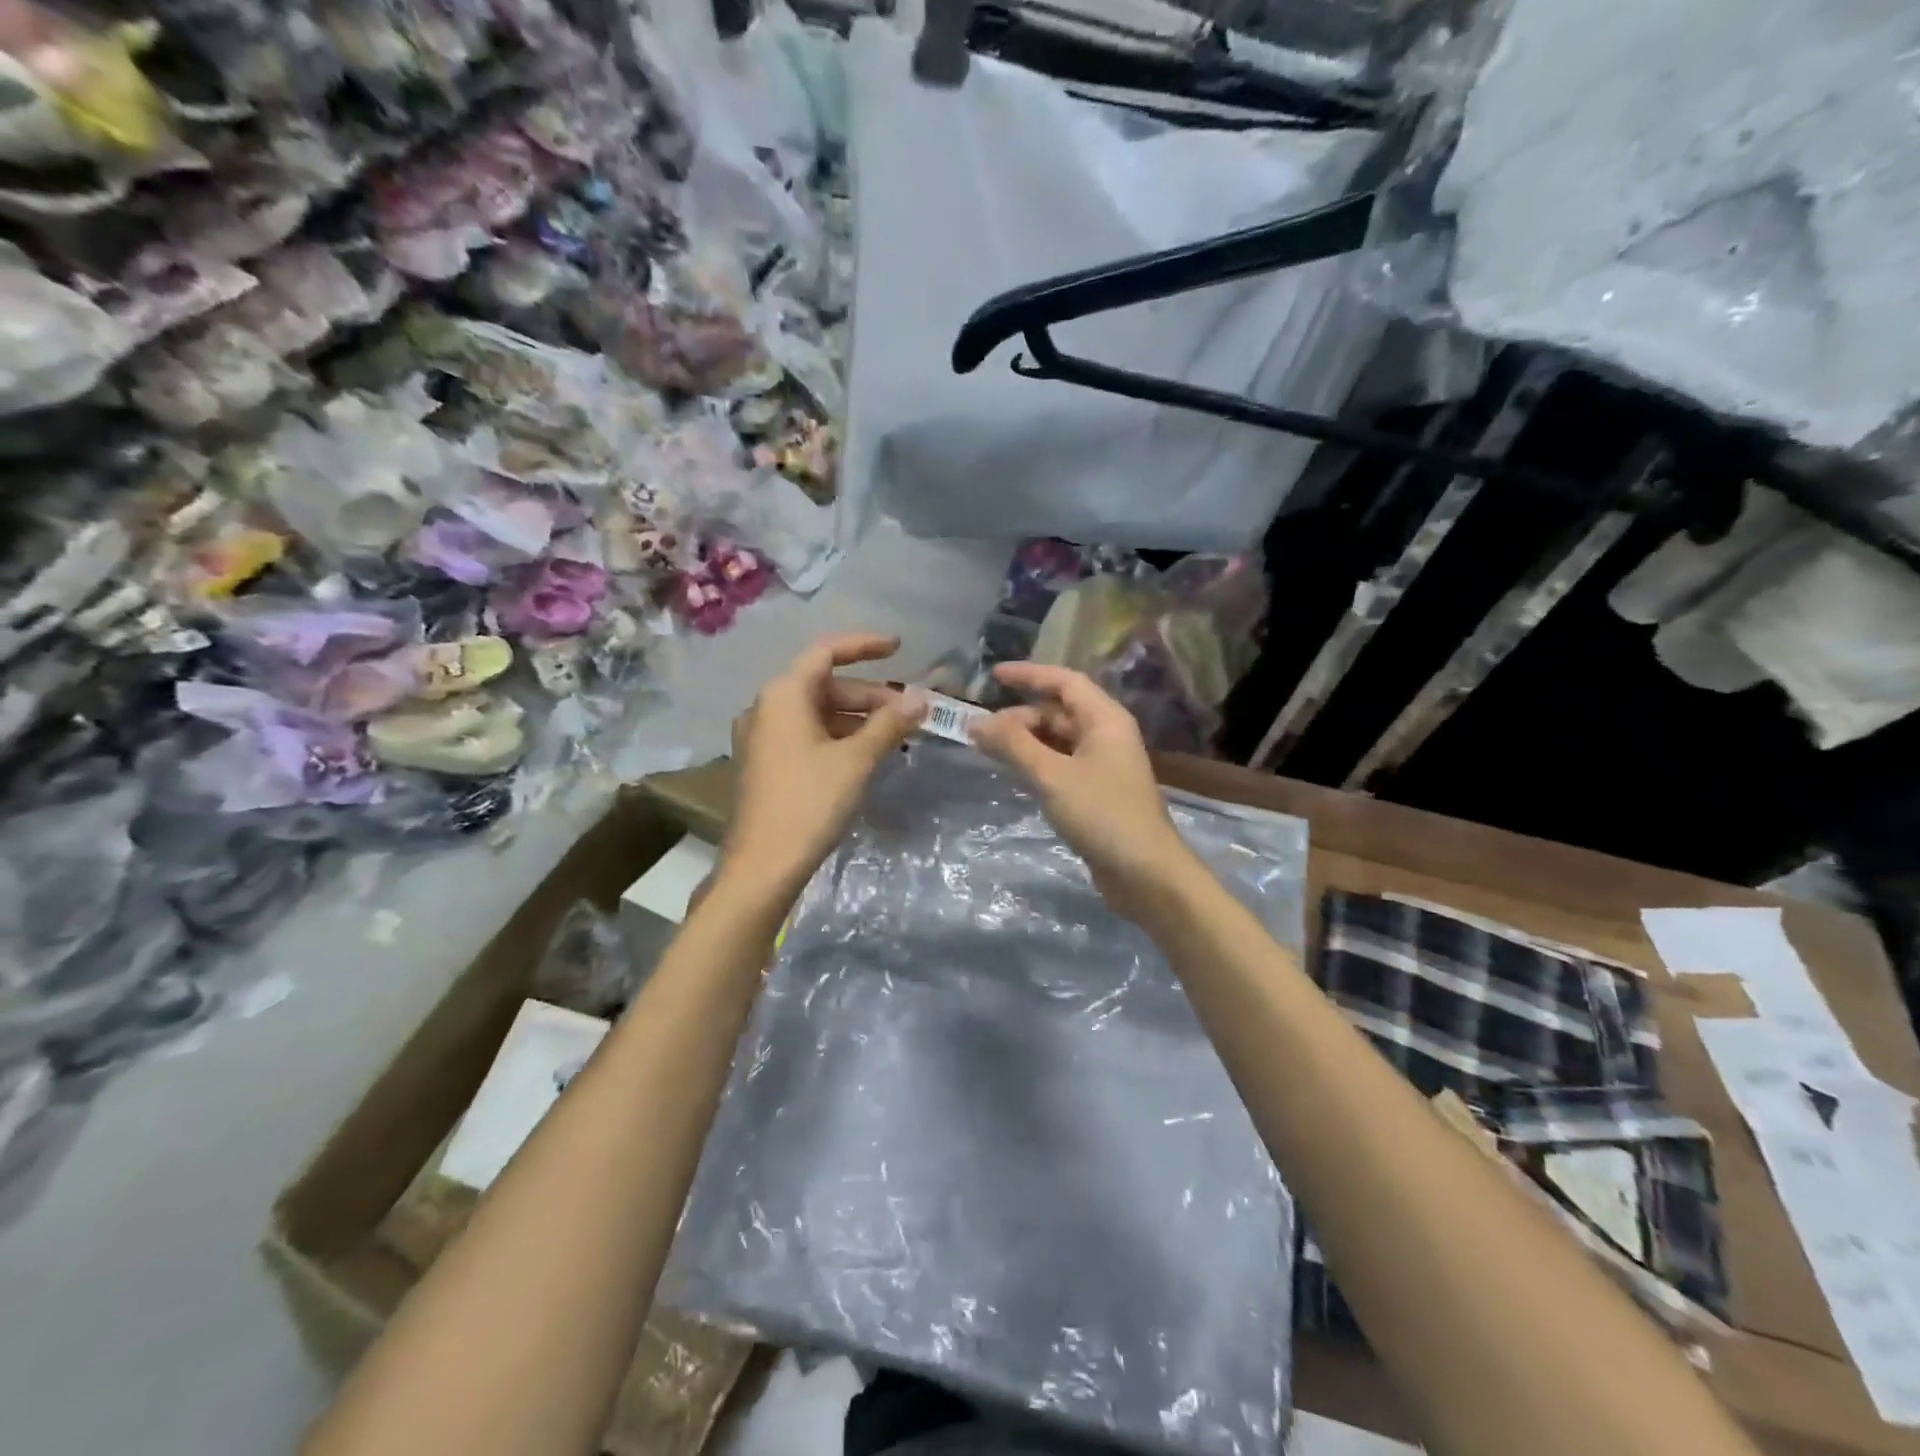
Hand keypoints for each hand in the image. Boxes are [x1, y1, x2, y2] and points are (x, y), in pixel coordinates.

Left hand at [721, 632, 926, 897]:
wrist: (763, 866)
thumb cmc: (809, 803)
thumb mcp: (856, 760)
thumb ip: (889, 723)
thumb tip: (921, 697)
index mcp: (783, 695)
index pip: (826, 652)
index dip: (864, 645)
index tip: (898, 647)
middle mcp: (767, 708)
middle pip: (824, 685)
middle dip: (869, 694)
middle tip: (908, 711)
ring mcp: (763, 737)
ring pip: (818, 713)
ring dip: (857, 719)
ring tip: (895, 735)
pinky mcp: (766, 764)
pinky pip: (807, 735)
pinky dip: (838, 737)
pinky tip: (866, 755)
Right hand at [969, 662, 1199, 909]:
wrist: (1146, 874)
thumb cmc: (1102, 814)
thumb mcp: (1052, 776)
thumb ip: (1013, 746)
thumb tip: (976, 723)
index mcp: (1105, 719)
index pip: (1064, 682)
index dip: (1029, 675)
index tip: (993, 675)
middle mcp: (1106, 736)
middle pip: (1059, 712)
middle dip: (1020, 716)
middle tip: (983, 731)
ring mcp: (1103, 766)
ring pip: (1058, 740)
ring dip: (1026, 741)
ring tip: (990, 750)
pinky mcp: (1097, 793)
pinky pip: (1061, 765)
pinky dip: (1037, 763)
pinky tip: (1015, 774)